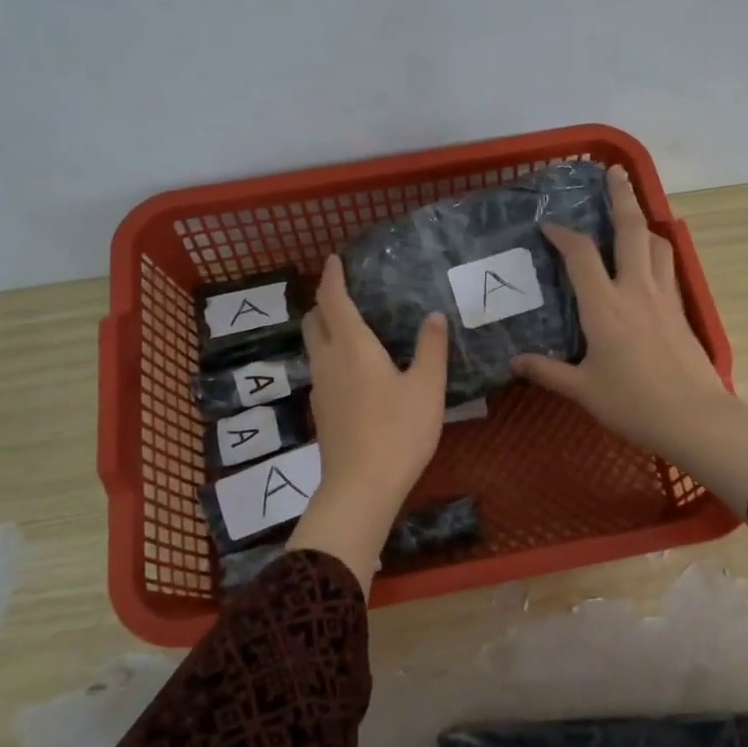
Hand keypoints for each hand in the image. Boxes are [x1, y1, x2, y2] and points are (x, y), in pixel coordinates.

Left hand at [287, 255, 447, 591]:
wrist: (361, 487)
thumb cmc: (398, 432)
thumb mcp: (427, 388)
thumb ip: (431, 348)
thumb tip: (433, 316)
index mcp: (352, 347)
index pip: (333, 300)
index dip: (332, 276)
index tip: (333, 259)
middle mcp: (328, 361)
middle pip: (313, 321)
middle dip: (323, 301)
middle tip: (343, 293)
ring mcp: (320, 389)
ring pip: (314, 347)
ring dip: (325, 330)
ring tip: (350, 328)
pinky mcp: (322, 412)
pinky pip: (322, 370)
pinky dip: (331, 356)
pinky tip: (354, 370)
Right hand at [513, 165, 747, 511]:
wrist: (694, 417)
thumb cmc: (632, 403)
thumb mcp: (582, 389)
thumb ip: (547, 372)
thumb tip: (515, 362)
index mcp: (604, 305)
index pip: (580, 255)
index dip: (562, 234)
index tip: (548, 225)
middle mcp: (635, 289)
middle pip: (630, 229)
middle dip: (621, 196)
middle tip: (614, 172)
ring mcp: (663, 296)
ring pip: (656, 243)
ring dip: (643, 222)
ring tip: (633, 213)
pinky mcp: (681, 310)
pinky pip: (668, 266)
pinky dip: (657, 250)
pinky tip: (652, 258)